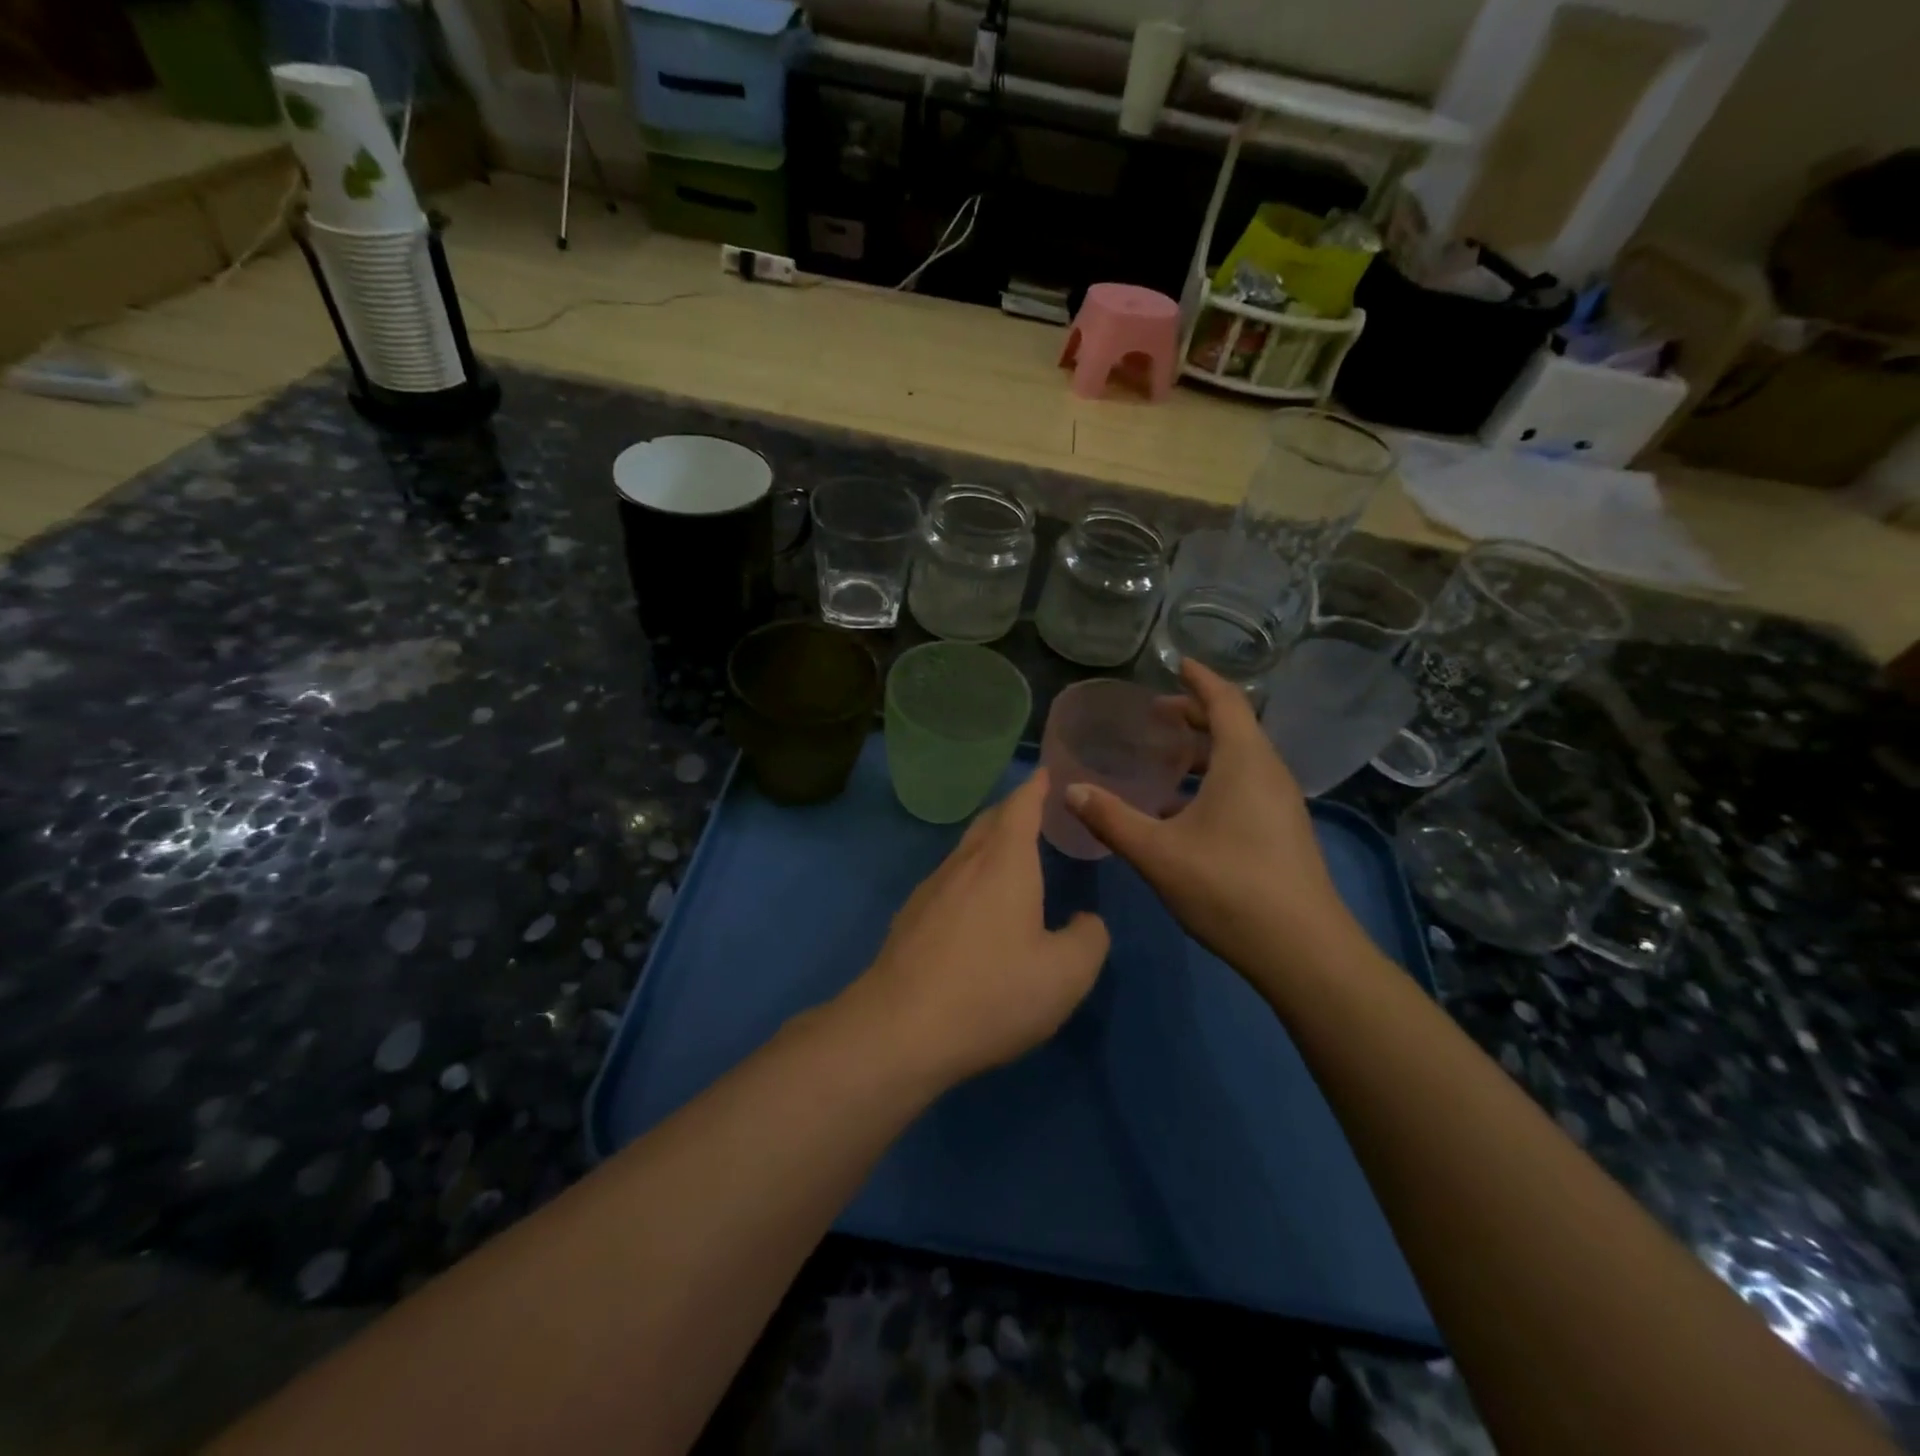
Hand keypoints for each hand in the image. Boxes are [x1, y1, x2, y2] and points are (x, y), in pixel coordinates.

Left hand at [841, 769, 1110, 1086]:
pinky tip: (974, 907)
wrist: (899, 1029)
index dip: (1036, 788)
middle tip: (1033, 810)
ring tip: (1009, 856)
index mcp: (1004, 863)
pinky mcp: (909, 919)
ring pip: (964, 852)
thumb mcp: (1065, 975)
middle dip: (1012, 810)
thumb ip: (1088, 940)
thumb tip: (1086, 922)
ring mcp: (929, 890)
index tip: (1046, 774)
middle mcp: (963, 865)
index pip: (1021, 807)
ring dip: (988, 844)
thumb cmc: (992, 992)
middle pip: (988, 822)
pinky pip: (947, 882)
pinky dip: (969, 877)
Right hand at [1065, 659, 1361, 979]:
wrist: (1303, 951)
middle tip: (1156, 715)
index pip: (1225, 701)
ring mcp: (1281, 804)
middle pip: (1234, 726)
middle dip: (1195, 714)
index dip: (1200, 679)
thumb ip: (1110, 818)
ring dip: (1205, 750)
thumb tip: (1069, 790)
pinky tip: (1184, 810)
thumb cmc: (1228, 888)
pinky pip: (1247, 784)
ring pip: (1241, 759)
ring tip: (1167, 759)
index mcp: (1244, 762)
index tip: (1177, 664)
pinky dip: (1216, 778)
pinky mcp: (1283, 831)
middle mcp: (1269, 773)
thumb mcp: (1157, 852)